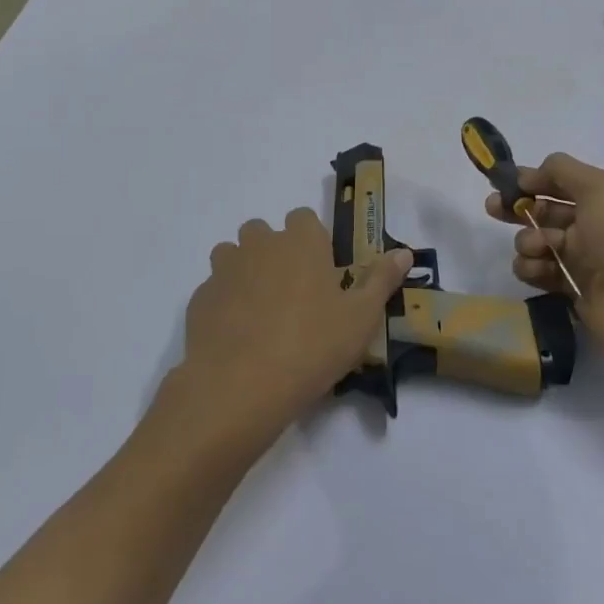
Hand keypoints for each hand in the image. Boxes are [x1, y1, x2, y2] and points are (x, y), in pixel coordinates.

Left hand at [169, 208, 412, 454]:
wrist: (241, 386)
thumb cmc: (312, 346)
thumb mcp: (361, 317)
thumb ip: (382, 280)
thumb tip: (403, 252)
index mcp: (300, 241)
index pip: (303, 218)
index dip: (312, 241)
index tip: (321, 272)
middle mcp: (259, 244)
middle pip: (264, 232)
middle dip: (275, 252)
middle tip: (293, 294)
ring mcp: (224, 270)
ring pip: (232, 255)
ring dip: (245, 271)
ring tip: (261, 312)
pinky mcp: (199, 298)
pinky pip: (214, 289)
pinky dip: (225, 302)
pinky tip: (238, 335)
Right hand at [487, 154, 603, 389]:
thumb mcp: (598, 187)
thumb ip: (561, 171)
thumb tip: (531, 174)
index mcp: (603, 197)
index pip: (559, 182)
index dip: (532, 180)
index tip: (505, 182)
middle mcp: (591, 225)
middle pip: (543, 211)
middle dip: (517, 208)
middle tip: (493, 209)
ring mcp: (581, 259)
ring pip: (535, 242)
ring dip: (528, 241)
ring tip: (539, 249)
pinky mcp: (570, 289)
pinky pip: (538, 272)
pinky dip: (532, 269)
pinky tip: (540, 270)